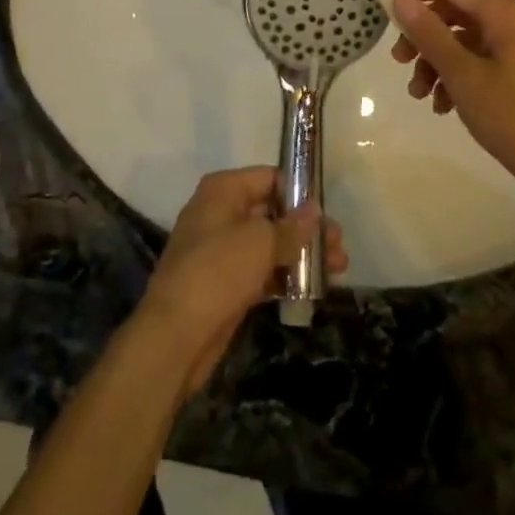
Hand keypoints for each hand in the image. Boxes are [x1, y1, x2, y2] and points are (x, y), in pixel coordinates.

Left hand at [138, 167, 346, 392]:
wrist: (175, 336)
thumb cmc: (217, 271)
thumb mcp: (259, 243)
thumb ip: (291, 227)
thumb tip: (314, 210)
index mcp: (223, 190)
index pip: (269, 178)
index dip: (299, 192)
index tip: (327, 212)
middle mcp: (221, 213)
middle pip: (272, 212)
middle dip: (306, 228)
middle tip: (339, 246)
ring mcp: (222, 250)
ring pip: (269, 244)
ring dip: (301, 255)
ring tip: (338, 269)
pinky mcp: (226, 284)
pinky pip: (262, 272)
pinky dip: (285, 277)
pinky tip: (313, 289)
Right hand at [391, 0, 514, 206]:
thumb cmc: (514, 117)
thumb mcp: (463, 74)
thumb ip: (430, 33)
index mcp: (505, 12)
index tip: (386, 11)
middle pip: (455, 10)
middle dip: (423, 33)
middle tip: (398, 59)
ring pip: (464, 40)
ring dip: (436, 60)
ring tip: (418, 94)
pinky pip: (479, 62)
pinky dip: (456, 77)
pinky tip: (443, 106)